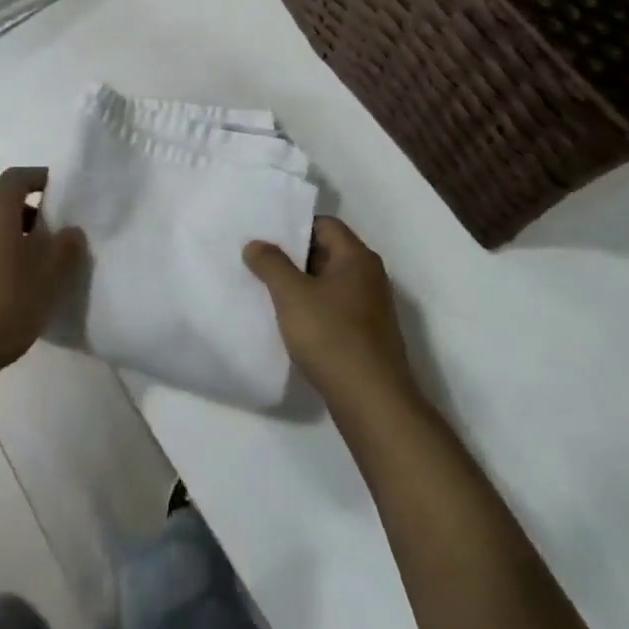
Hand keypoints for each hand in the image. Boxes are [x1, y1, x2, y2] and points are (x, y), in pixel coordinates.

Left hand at [0, 168, 84, 389]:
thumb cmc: (0, 305)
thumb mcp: (46, 279)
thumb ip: (64, 249)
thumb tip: (71, 230)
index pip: (18, 177)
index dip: (41, 179)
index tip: (64, 194)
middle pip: (4, 203)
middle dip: (33, 214)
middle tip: (59, 235)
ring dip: (16, 239)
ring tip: (41, 266)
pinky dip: (0, 258)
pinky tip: (15, 289)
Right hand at [244, 217, 417, 414]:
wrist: (373, 403)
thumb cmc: (332, 337)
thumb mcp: (292, 295)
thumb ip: (271, 264)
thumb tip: (255, 244)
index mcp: (357, 258)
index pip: (325, 225)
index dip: (295, 226)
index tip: (266, 236)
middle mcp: (369, 277)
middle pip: (327, 253)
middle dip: (294, 257)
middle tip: (260, 261)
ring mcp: (371, 309)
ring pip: (329, 284)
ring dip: (302, 286)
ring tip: (268, 291)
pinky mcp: (367, 337)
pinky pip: (335, 310)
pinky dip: (313, 311)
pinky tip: (291, 324)